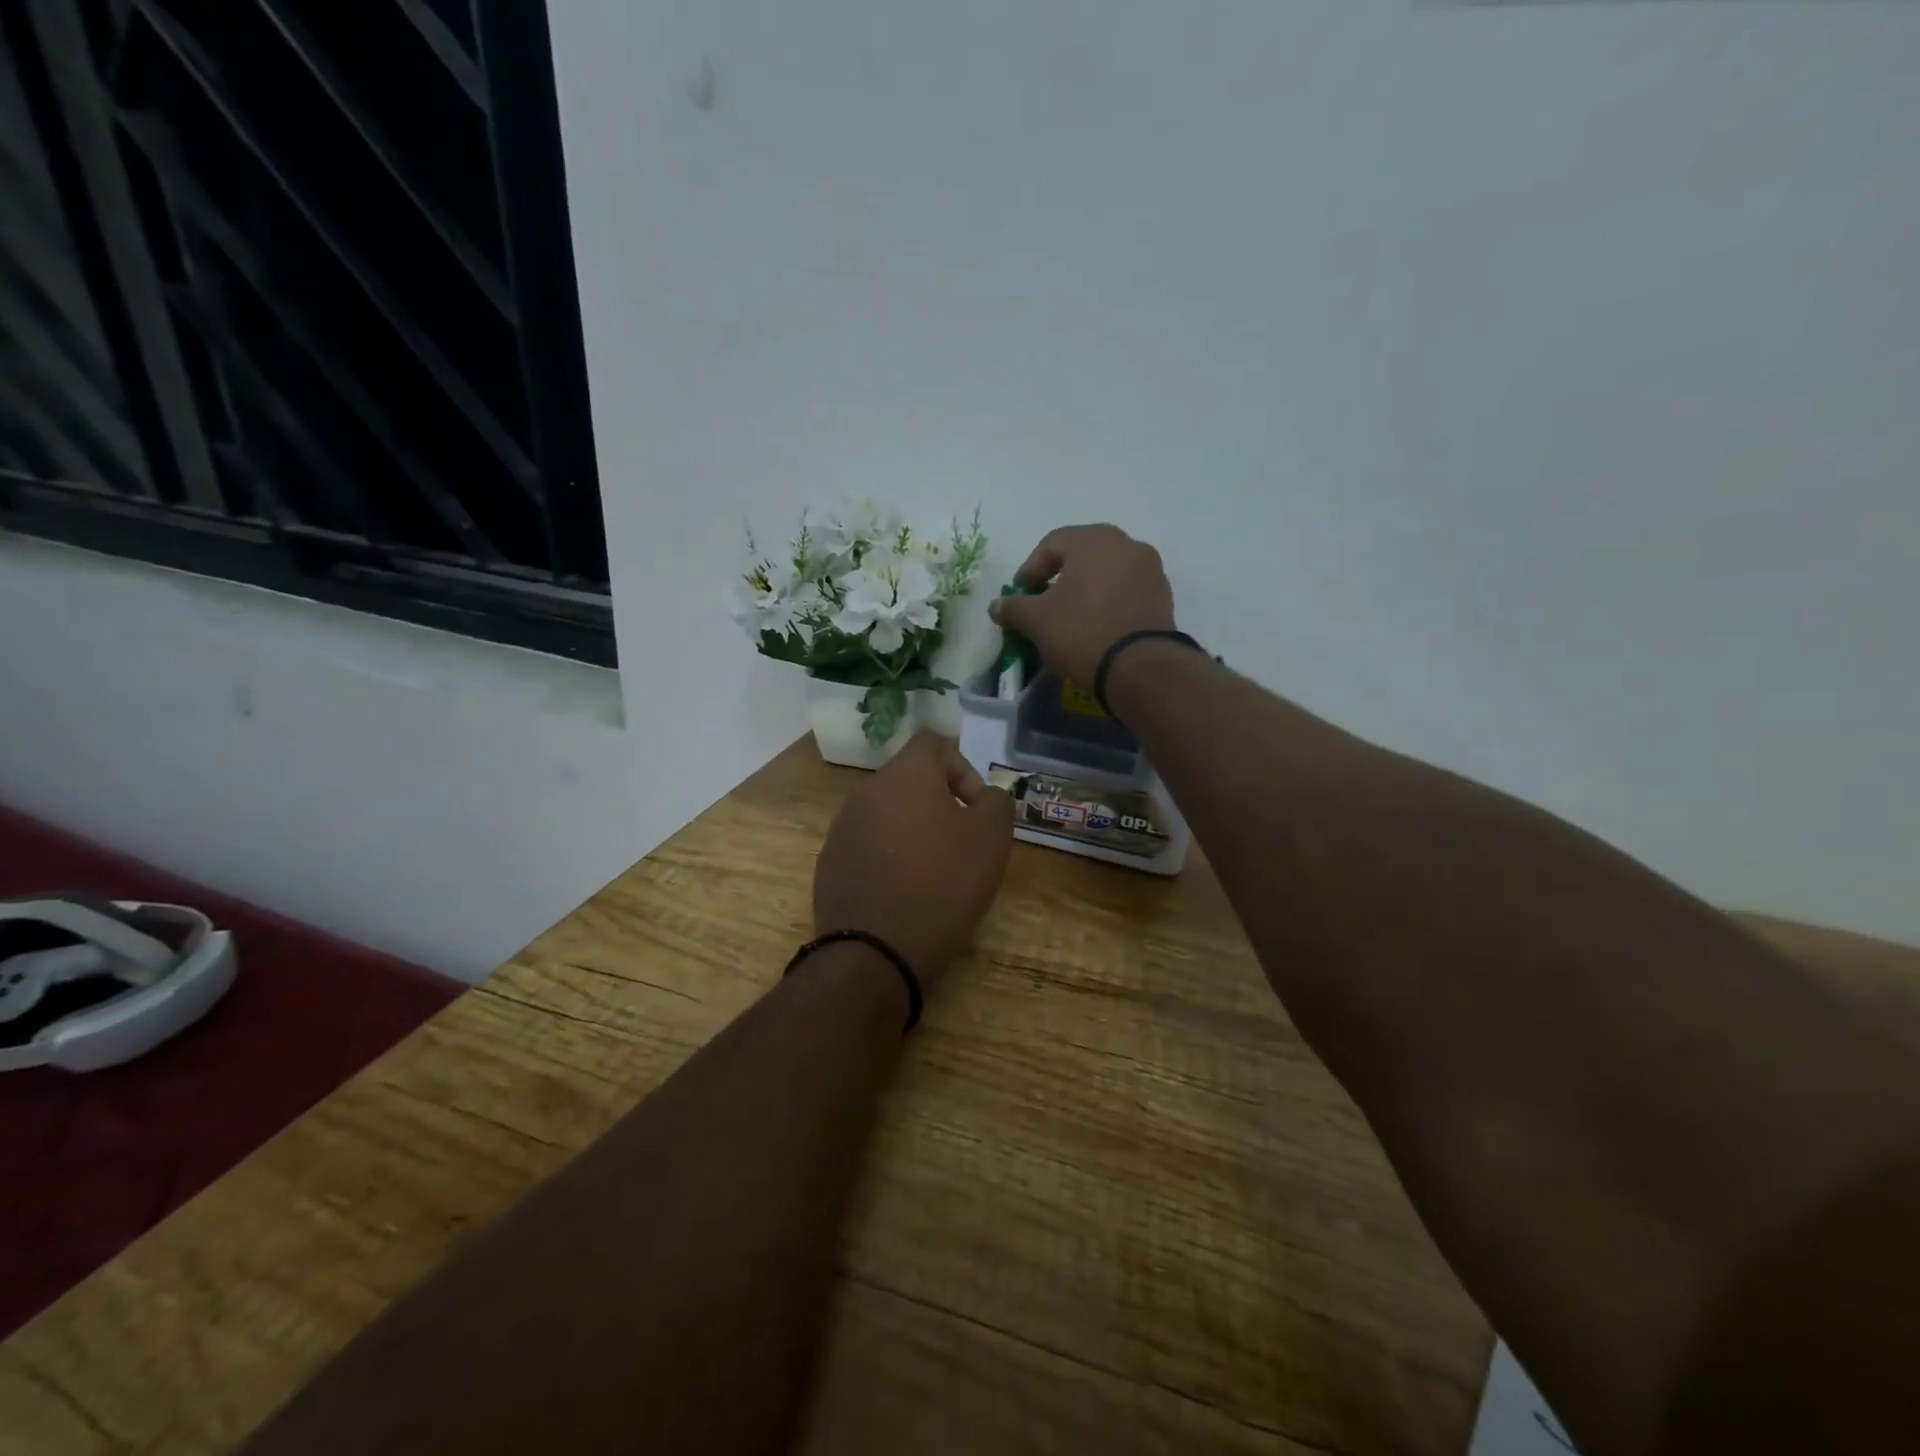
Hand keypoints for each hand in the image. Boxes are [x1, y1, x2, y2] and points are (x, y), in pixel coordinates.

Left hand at [814, 733, 1015, 989]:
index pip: (933, 742)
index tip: (976, 808)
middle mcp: (866, 791)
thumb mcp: (991, 839)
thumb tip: (986, 796)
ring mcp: (842, 828)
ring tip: (933, 872)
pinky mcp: (829, 863)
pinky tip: (903, 893)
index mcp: (904, 775)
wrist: (875, 952)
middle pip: (909, 780)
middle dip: (940, 803)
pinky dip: (889, 858)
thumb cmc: (942, 884)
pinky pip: (867, 846)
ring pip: (887, 814)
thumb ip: (997, 802)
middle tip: (961, 843)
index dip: (963, 768)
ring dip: (913, 831)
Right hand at [987, 524, 1175, 689]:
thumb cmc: (1082, 632)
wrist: (1140, 668)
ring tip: (1069, 619)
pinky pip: (1125, 592)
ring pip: (1106, 574)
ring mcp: (1150, 570)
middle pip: (1082, 556)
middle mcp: (1126, 544)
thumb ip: (1013, 608)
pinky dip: (1107, 603)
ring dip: (1084, 591)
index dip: (1029, 570)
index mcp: (1094, 540)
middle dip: (1058, 579)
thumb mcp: (1036, 621)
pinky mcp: (1163, 597)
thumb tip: (996, 606)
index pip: (1051, 544)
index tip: (1019, 597)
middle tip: (1042, 605)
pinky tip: (1095, 627)